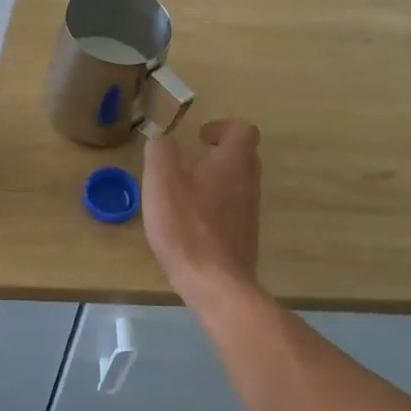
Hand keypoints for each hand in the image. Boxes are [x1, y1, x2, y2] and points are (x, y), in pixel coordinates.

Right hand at [143, 119, 261, 291]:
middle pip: (243, 156)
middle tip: (190, 161)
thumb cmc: (186, 226)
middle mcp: (249, 183)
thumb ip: (160, 152)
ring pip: (238, 184)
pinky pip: (232, 209)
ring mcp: (250, 212)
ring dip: (216, 180)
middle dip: (218, 153)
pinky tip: (190, 221)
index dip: (222, 127)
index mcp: (233, 162)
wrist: (215, 283)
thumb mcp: (162, 181)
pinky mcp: (244, 237)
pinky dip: (215, 206)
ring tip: (184, 191)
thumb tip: (162, 139)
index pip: (242, 130)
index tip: (199, 137)